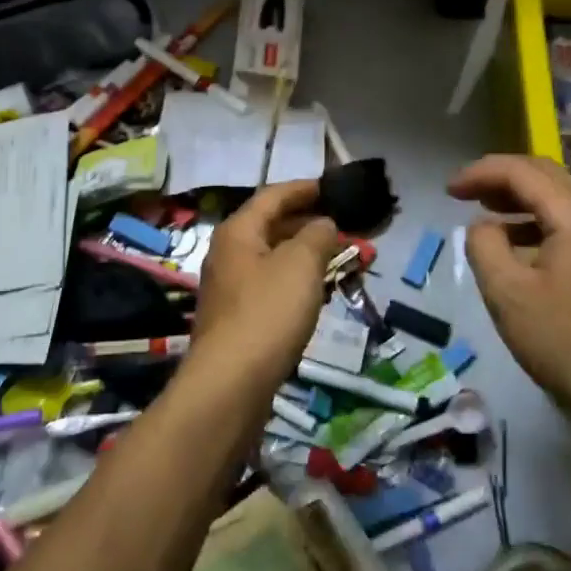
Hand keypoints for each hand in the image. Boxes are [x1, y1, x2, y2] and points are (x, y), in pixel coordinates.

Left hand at [189, 179, 339, 394]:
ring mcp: (229, 288)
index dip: (304, 189)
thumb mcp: (301, 265)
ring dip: (302, 253)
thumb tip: (323, 224)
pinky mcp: (236, 319)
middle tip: (342, 225)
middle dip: (306, 223)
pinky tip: (314, 293)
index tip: (333, 187)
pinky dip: (294, 280)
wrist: (231, 383)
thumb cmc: (268, 313)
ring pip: (271, 258)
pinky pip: (269, 286)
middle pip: (269, 226)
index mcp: (238, 232)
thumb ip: (317, 236)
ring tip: (336, 256)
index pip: (272, 196)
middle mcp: (227, 254)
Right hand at [449, 154, 570, 427]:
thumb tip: (484, 225)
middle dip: (500, 178)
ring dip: (520, 198)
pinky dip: (541, 220)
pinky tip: (520, 243)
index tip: (448, 190)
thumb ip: (484, 244)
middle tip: (463, 193)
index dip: (480, 173)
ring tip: (485, 213)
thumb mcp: (506, 292)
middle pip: (545, 175)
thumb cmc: (563, 342)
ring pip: (561, 197)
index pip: (521, 172)